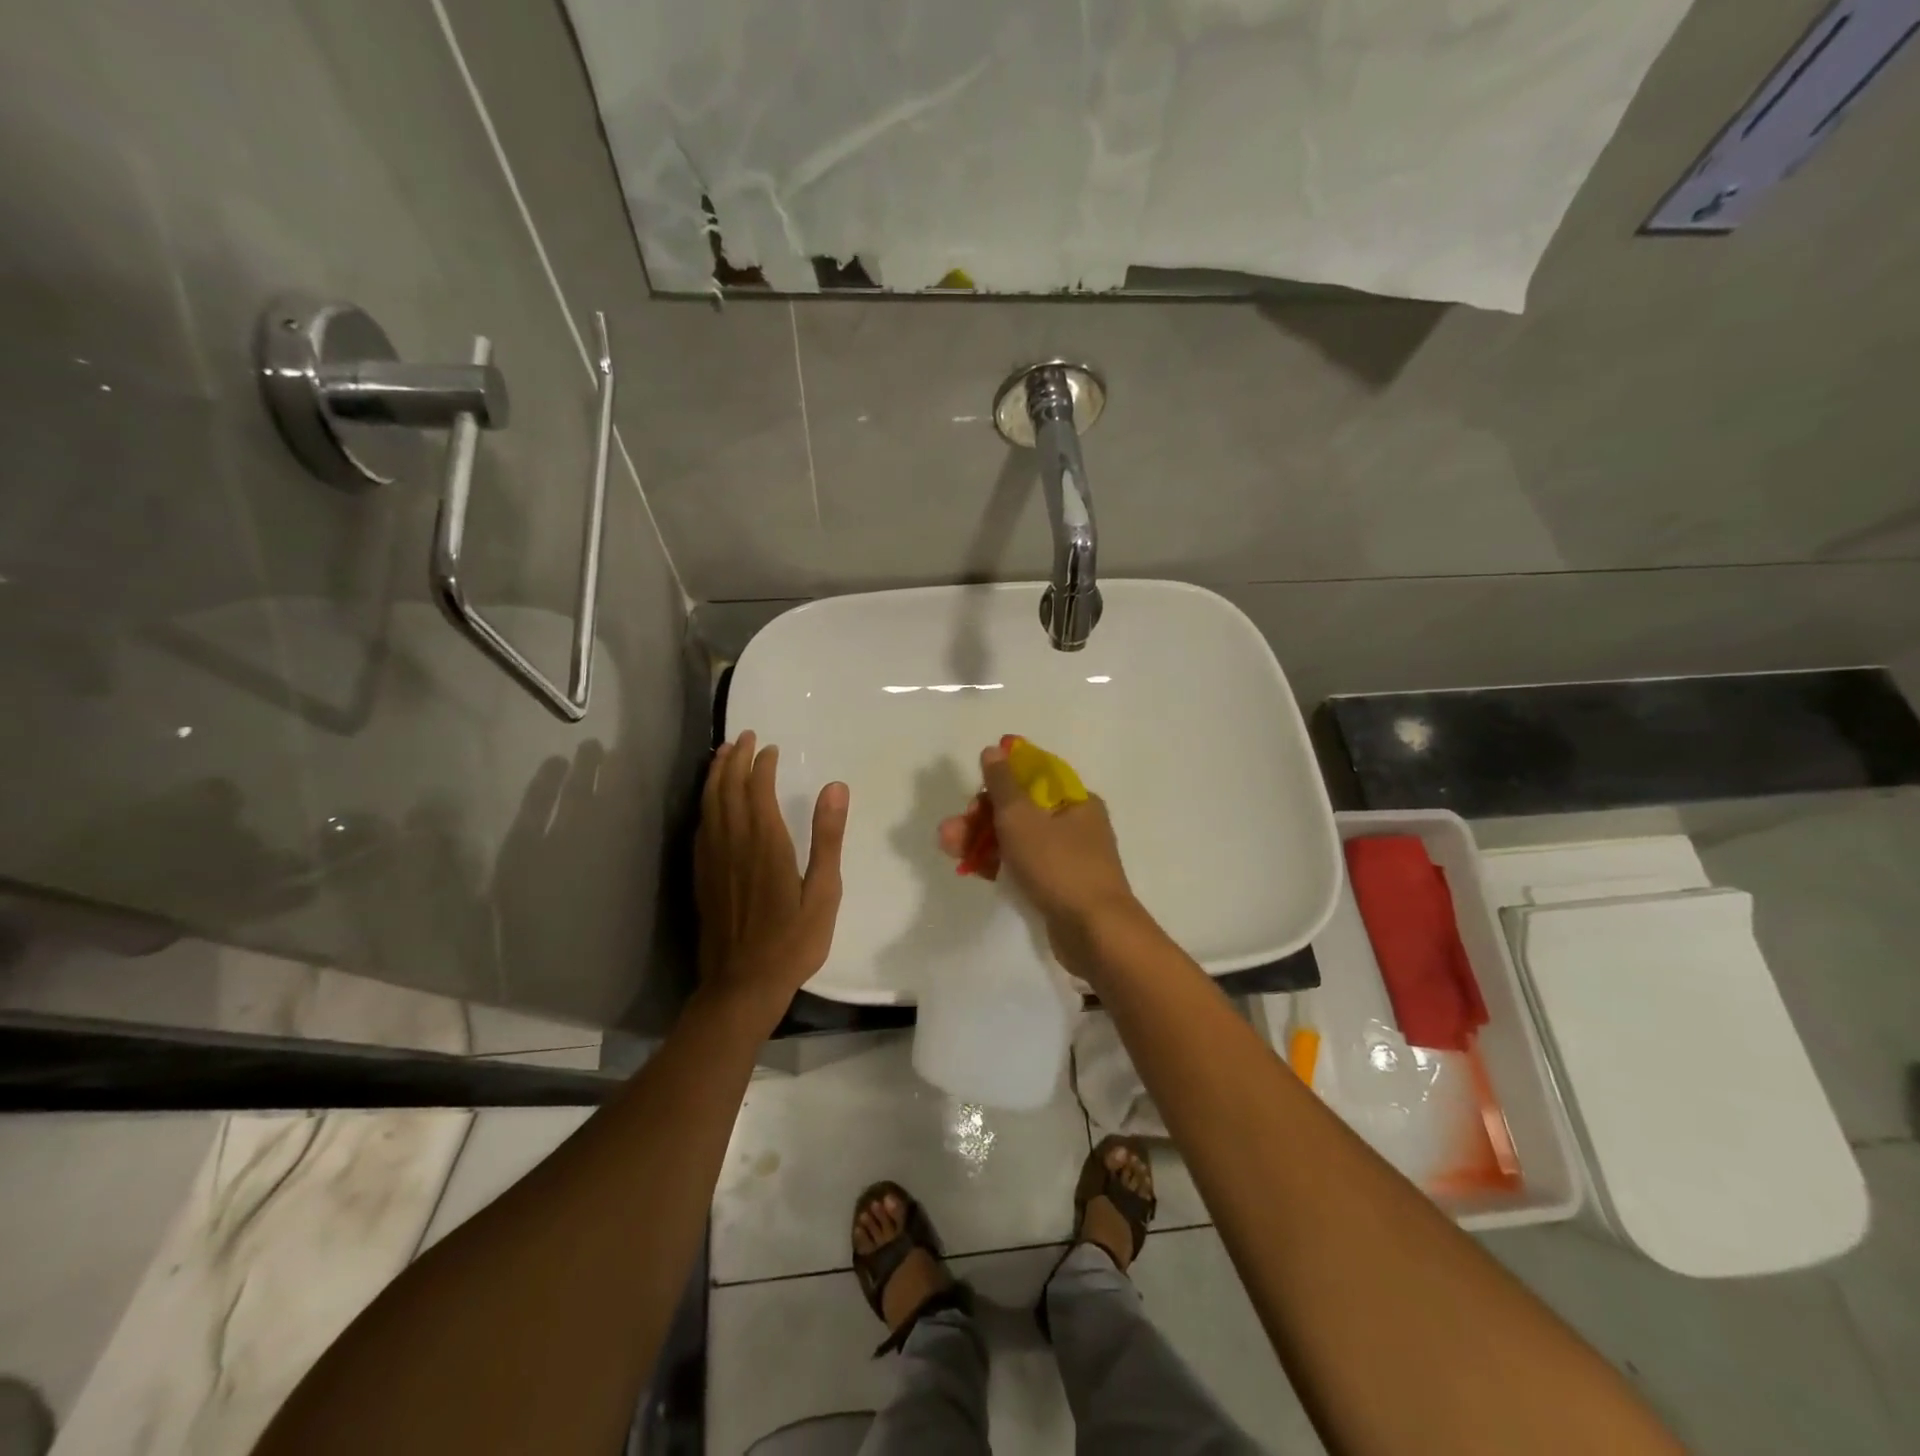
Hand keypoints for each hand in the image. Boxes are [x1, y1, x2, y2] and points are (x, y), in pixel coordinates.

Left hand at [695, 730, 848, 1022]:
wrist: (742, 985)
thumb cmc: (793, 941)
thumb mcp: (824, 892)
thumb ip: (827, 838)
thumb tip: (835, 787)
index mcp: (766, 843)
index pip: (757, 790)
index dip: (761, 765)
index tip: (769, 747)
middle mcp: (734, 844)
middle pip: (727, 789)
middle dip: (734, 759)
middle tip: (743, 738)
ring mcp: (713, 861)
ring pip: (709, 805)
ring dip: (715, 776)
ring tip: (722, 755)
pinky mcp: (702, 877)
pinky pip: (700, 828)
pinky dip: (705, 804)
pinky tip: (710, 804)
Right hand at [937, 740, 1137, 937]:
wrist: (1095, 933)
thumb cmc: (1058, 866)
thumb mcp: (1022, 818)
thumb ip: (1003, 783)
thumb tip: (995, 749)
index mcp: (1075, 800)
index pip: (1032, 777)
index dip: (999, 782)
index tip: (974, 796)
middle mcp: (1075, 823)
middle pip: (1020, 809)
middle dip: (981, 817)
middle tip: (950, 832)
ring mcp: (1068, 857)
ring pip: (1018, 839)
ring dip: (983, 840)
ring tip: (949, 849)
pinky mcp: (1058, 886)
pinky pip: (1023, 866)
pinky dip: (999, 864)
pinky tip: (972, 869)